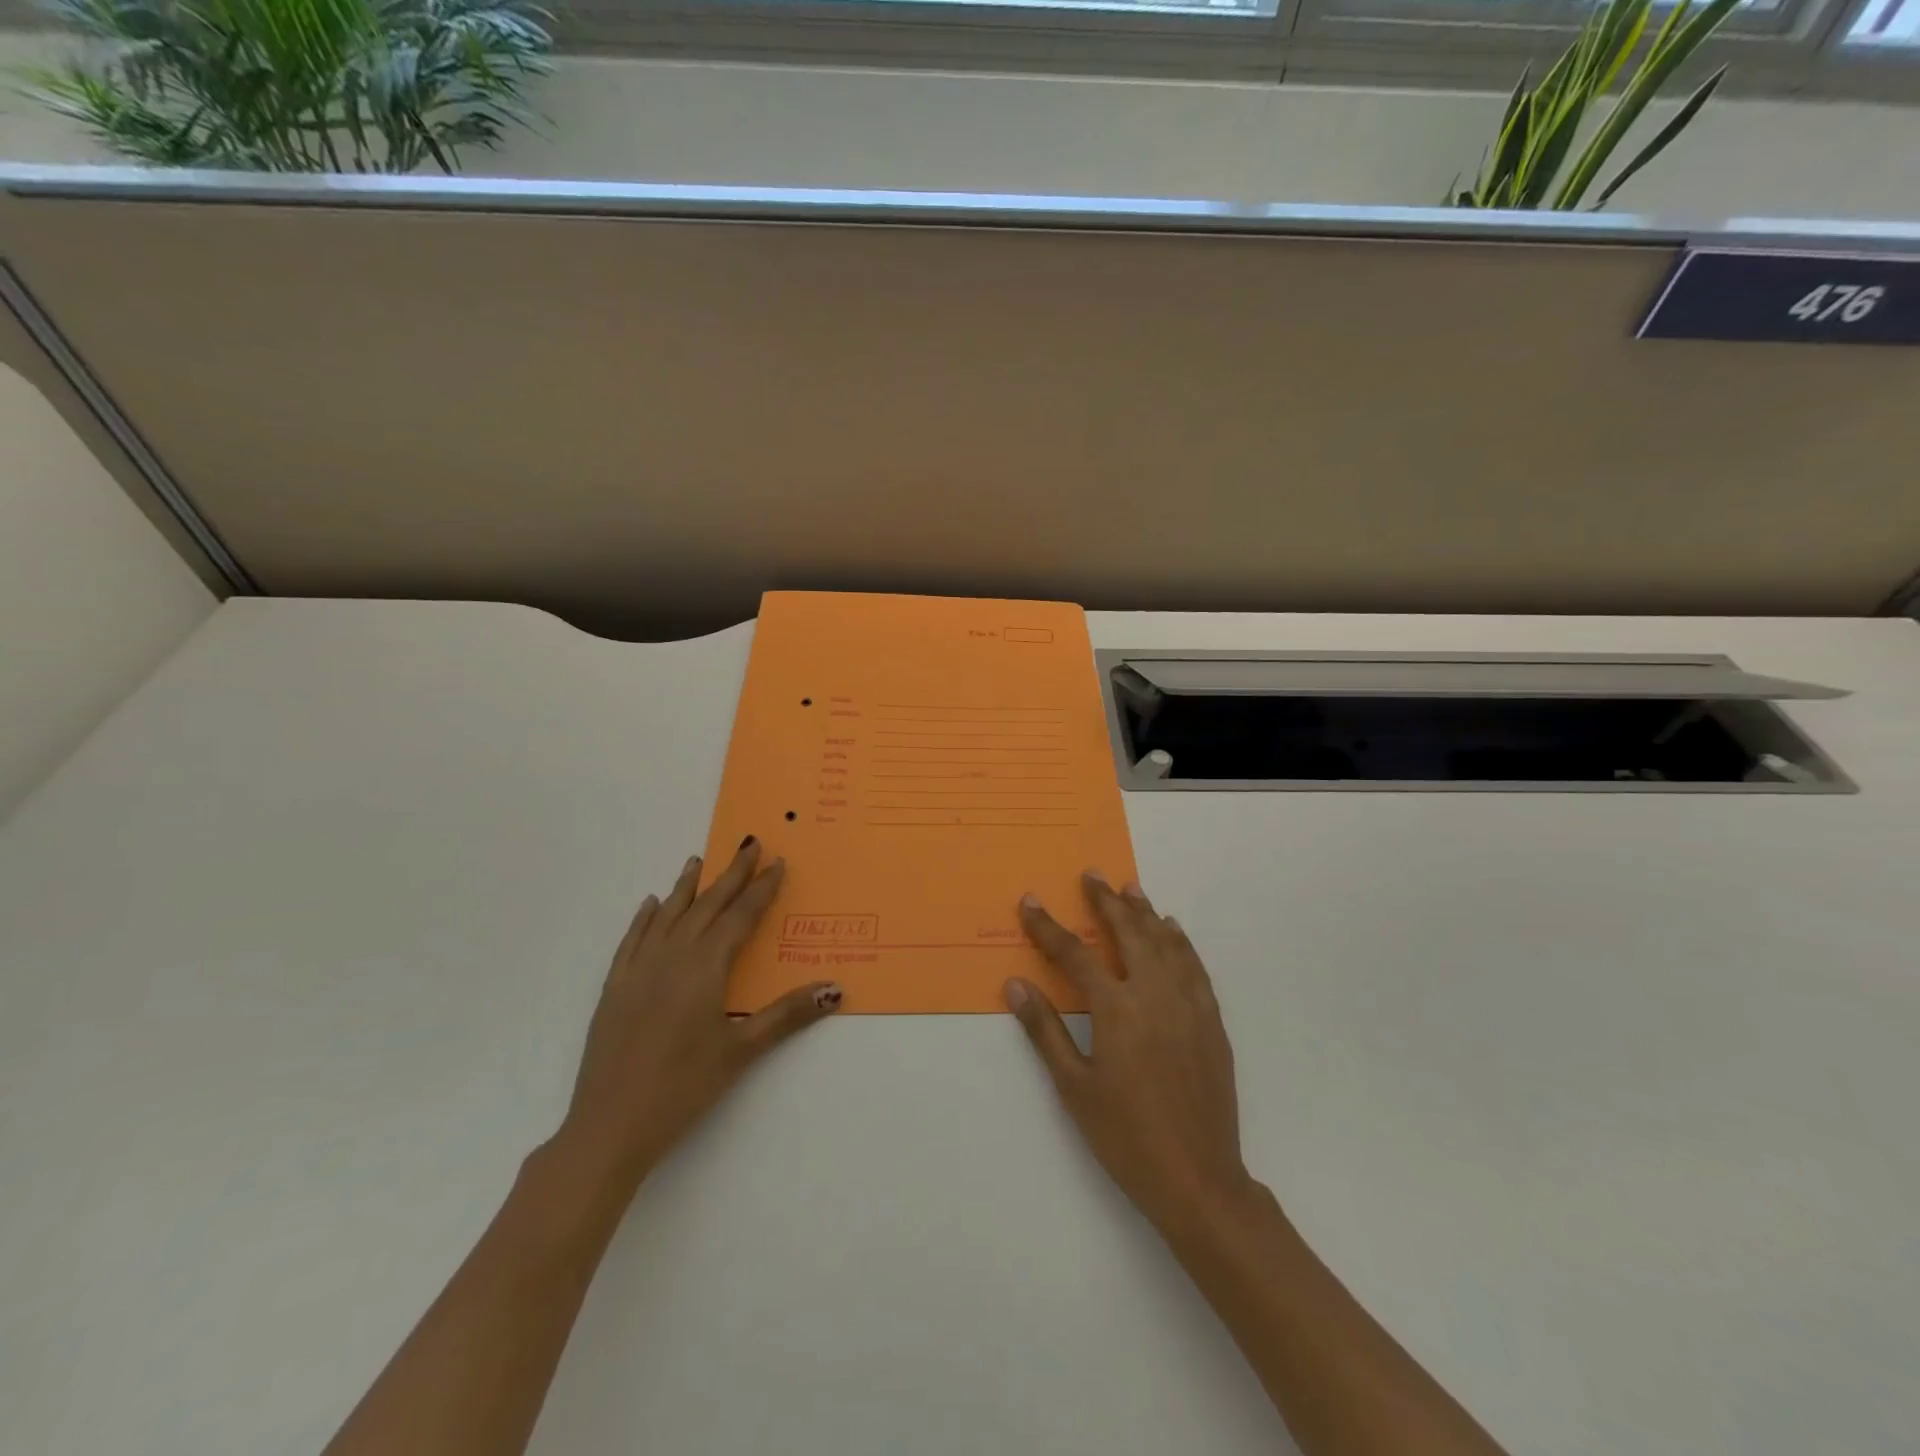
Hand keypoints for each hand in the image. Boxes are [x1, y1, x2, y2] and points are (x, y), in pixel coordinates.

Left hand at [556, 838, 841, 1193]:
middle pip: (707, 906)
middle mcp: (672, 957)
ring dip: (687, 887)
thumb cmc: (684, 1087)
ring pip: (668, 916)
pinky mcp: (615, 988)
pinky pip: (632, 940)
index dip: (761, 889)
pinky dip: (645, 918)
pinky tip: (651, 905)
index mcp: (705, 967)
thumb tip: (834, 989)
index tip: (777, 862)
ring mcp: (639, 970)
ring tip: (698, 861)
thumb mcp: (742, 1050)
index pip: (740, 917)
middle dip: (731, 875)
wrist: (610, 1124)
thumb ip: (788, 1014)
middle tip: (748, 845)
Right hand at [1007, 874, 1254, 1231]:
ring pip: (1165, 942)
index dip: (1049, 926)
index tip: (1030, 902)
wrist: (1198, 1179)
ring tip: (1130, 888)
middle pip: (1128, 933)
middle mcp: (1154, 994)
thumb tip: (1016, 985)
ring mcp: (1188, 1005)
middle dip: (1106, 902)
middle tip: (1092, 876)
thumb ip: (1045, 1030)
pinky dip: (1180, 941)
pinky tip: (1172, 930)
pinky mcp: (1211, 1020)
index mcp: (1116, 1009)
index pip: (1075, 954)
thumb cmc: (1125, 1136)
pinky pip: (1194, 966)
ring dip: (1145, 912)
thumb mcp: (1074, 1087)